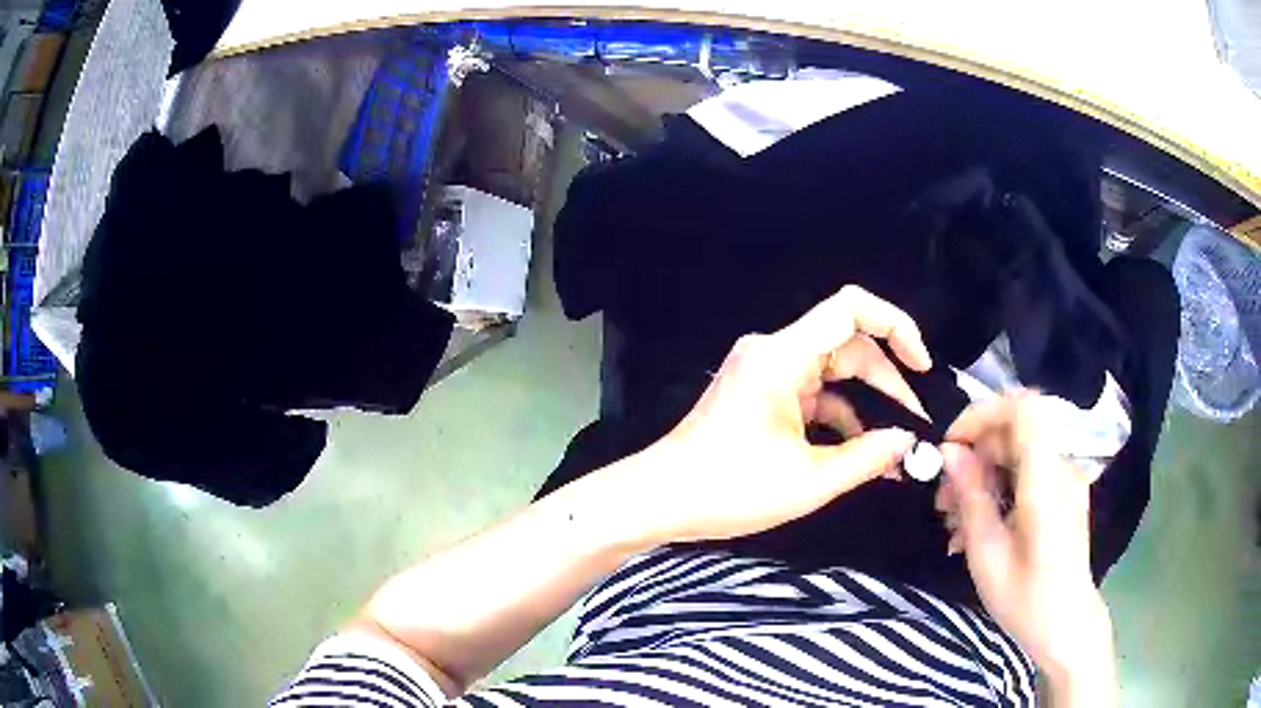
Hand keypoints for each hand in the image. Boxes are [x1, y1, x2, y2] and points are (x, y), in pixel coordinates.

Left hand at [611, 285, 931, 544]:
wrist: (659, 500)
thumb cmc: (729, 489)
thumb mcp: (809, 480)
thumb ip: (868, 457)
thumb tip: (908, 441)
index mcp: (783, 356)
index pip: (850, 308)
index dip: (896, 326)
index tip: (922, 366)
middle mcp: (774, 352)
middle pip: (847, 346)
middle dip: (887, 383)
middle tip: (916, 426)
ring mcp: (765, 373)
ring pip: (832, 373)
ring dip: (865, 405)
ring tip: (897, 446)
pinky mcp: (760, 395)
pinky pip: (812, 394)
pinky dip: (839, 417)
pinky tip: (862, 451)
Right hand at [940, 392, 1116, 703]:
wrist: (1065, 626)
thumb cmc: (1025, 598)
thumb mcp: (987, 554)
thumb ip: (971, 496)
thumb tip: (949, 452)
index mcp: (1047, 479)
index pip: (1023, 410)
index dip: (983, 415)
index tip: (950, 446)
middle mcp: (1062, 467)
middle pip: (1016, 432)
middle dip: (975, 453)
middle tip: (943, 498)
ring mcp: (1066, 480)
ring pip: (1019, 452)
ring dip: (983, 474)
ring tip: (955, 518)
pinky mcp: (1063, 494)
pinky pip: (1028, 472)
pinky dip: (1000, 487)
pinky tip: (979, 524)